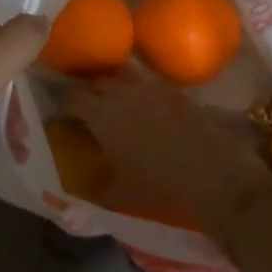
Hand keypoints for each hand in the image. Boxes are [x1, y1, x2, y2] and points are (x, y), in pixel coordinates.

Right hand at [69, 71, 271, 232]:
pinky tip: (144, 110)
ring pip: (122, 78)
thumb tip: (83, 183)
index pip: (70, 97)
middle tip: (83, 107)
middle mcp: (122, 92)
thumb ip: (97, 184)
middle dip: (87, 90)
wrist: (215, 174)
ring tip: (112, 104)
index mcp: (101, 114)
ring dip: (114, 87)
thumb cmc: (160, 186)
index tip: (56, 110)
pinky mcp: (175, 91)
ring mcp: (151, 87)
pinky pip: (148, 85)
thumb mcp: (120, 193)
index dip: (61, 101)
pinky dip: (140, 93)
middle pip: (96, 81)